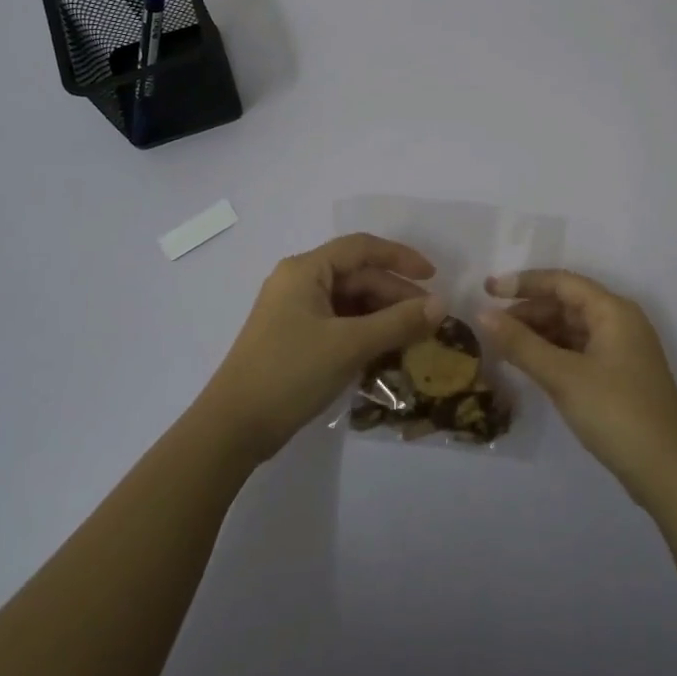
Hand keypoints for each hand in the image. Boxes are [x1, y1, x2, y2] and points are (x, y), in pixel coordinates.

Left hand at [201, 233, 445, 462]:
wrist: (234, 427)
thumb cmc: (290, 373)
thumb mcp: (350, 345)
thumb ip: (398, 322)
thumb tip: (442, 305)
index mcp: (305, 270)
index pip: (361, 248)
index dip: (400, 258)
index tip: (434, 277)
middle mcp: (298, 282)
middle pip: (357, 276)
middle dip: (395, 294)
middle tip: (430, 319)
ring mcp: (295, 312)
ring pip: (350, 302)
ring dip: (383, 316)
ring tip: (414, 336)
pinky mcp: (295, 338)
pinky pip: (339, 323)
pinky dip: (365, 332)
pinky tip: (387, 351)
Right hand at [478, 269, 676, 503]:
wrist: (667, 472)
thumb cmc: (615, 413)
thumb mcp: (562, 376)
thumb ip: (520, 343)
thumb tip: (481, 314)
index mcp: (613, 311)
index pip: (561, 282)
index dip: (522, 283)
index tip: (486, 291)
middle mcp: (620, 322)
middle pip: (566, 303)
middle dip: (527, 311)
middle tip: (489, 326)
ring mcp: (622, 350)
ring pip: (571, 328)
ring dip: (537, 333)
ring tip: (502, 346)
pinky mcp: (619, 376)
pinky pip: (578, 350)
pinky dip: (552, 353)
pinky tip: (529, 365)